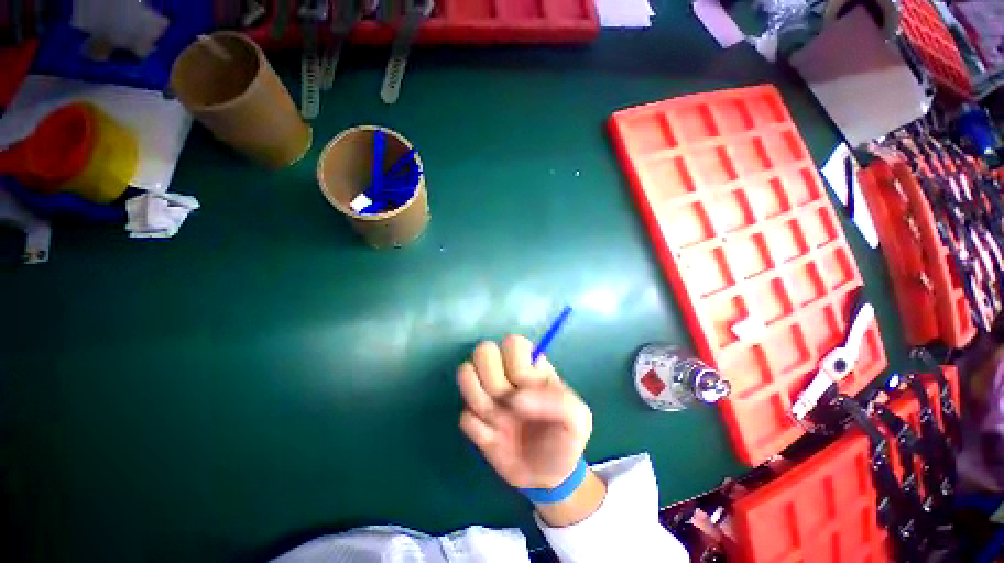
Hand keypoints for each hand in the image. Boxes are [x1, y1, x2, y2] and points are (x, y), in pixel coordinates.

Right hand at [457, 335, 592, 489]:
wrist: (549, 477)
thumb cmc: (565, 440)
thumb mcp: (578, 420)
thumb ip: (558, 402)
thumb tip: (515, 399)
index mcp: (531, 367)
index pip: (513, 342)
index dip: (515, 365)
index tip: (525, 387)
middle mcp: (506, 375)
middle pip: (482, 350)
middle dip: (492, 379)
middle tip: (506, 401)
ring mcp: (488, 397)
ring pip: (465, 373)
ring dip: (479, 400)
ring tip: (498, 421)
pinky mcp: (475, 422)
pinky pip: (463, 417)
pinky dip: (478, 430)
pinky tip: (493, 440)